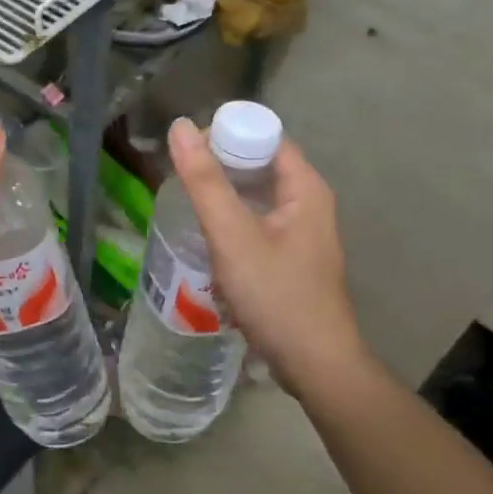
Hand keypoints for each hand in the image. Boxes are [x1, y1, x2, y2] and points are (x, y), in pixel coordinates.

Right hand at [167, 118, 364, 393]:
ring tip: (185, 204)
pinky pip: (257, 225)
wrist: (315, 366)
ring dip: (222, 196)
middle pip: (259, 165)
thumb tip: (180, 127)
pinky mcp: (292, 259)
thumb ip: (205, 182)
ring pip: (256, 198)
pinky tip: (207, 238)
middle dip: (218, 166)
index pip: (264, 136)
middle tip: (177, 177)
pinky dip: (232, 224)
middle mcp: (308, 203)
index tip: (185, 151)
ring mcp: (302, 233)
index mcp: (305, 187)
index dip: (225, 135)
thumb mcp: (233, 236)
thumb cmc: (276, 296)